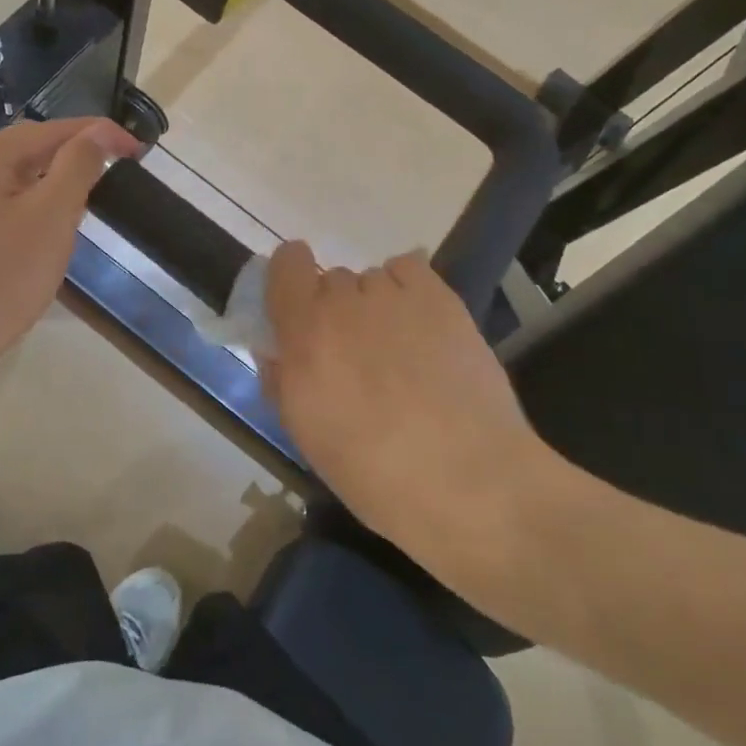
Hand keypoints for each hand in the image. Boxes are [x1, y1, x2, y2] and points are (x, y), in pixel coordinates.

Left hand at [0, 117, 138, 388]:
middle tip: (114, 177)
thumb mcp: (51, 216)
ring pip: (14, 180)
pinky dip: (29, 209)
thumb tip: (97, 132)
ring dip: (53, 185)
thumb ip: (77, 166)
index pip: (52, 130)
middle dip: (74, 159)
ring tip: (85, 204)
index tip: (137, 150)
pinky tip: (42, 233)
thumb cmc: (0, 278)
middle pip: (30, 151)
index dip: (99, 134)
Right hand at [264, 242, 562, 576]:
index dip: (290, 278)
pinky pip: (408, 269)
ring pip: (371, 280)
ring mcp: (394, 295)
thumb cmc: (375, 474)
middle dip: (336, 310)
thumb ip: (281, 381)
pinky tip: (422, 327)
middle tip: (356, 354)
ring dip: (374, 305)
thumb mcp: (306, 437)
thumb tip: (276, 352)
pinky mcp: (440, 297)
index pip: (286, 264)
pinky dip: (408, 289)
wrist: (469, 481)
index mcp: (304, 334)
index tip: (298, 307)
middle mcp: (344, 302)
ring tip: (400, 349)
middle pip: (330, 280)